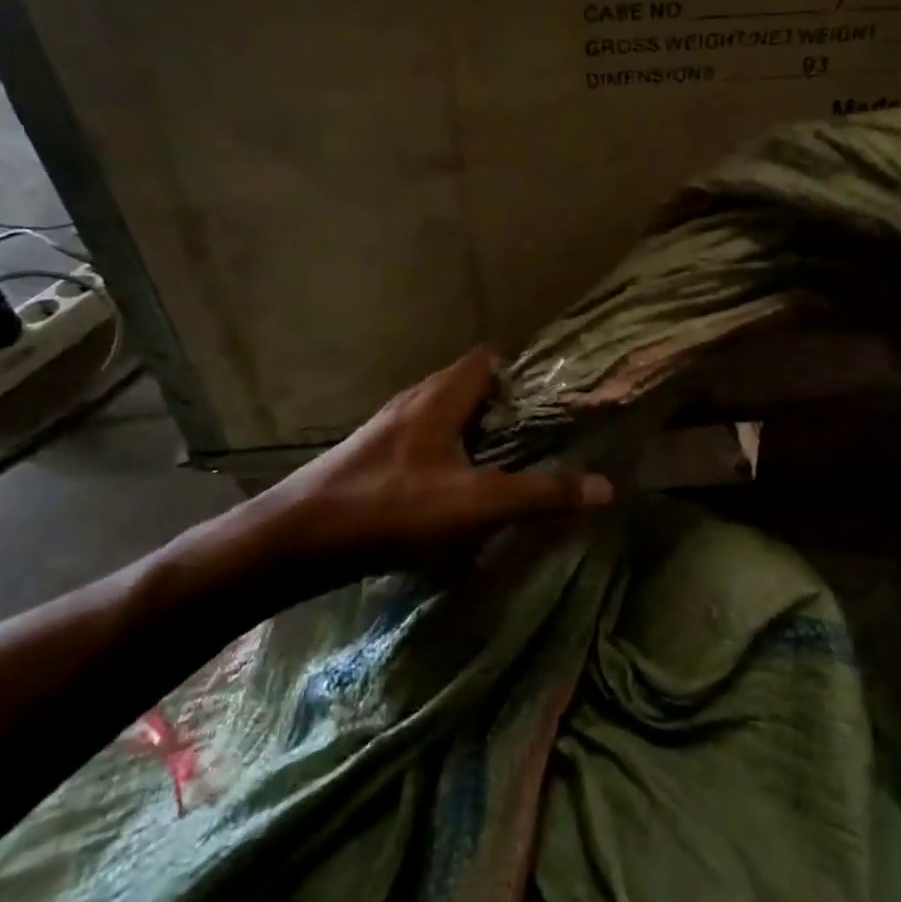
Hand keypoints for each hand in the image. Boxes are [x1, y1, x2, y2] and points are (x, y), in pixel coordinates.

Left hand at [235, 347, 612, 575]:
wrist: (295, 541)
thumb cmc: (390, 509)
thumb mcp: (475, 505)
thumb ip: (540, 495)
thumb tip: (605, 487)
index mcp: (440, 397)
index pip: (489, 359)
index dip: (525, 371)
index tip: (555, 398)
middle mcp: (414, 402)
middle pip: (469, 387)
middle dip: (506, 406)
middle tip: (541, 435)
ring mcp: (389, 430)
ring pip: (445, 417)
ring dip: (476, 433)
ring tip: (508, 462)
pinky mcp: (373, 459)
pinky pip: (425, 442)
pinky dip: (450, 455)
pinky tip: (457, 490)